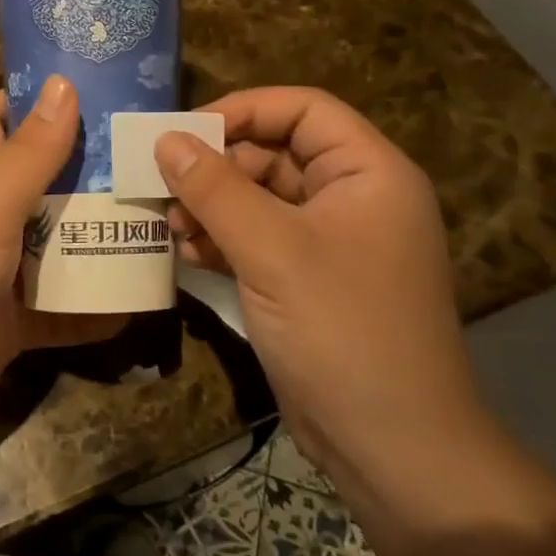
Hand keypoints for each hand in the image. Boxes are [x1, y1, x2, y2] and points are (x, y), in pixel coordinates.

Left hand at [0, 76, 121, 440]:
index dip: (28, 99)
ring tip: (164, 228)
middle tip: (149, 164)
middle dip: (90, 172)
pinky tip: (142, 305)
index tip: (88, 91)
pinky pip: (64, 311)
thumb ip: (29, 153)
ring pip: (59, 247)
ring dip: (102, 240)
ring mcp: (1, 274)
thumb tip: (64, 83)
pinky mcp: (13, 324)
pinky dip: (97, 309)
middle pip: (43, 183)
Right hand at [157, 87, 484, 483]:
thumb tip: (165, 138)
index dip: (242, 109)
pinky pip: (257, 237)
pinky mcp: (307, 277)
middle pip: (274, 152)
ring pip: (259, 196)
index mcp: (368, 173)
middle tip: (163, 187)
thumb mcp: (271, 251)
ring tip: (171, 226)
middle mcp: (353, 196)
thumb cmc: (342, 331)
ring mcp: (330, 240)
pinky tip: (187, 252)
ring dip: (211, 205)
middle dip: (216, 167)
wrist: (392, 447)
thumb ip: (214, 189)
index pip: (303, 108)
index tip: (184, 131)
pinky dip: (221, 238)